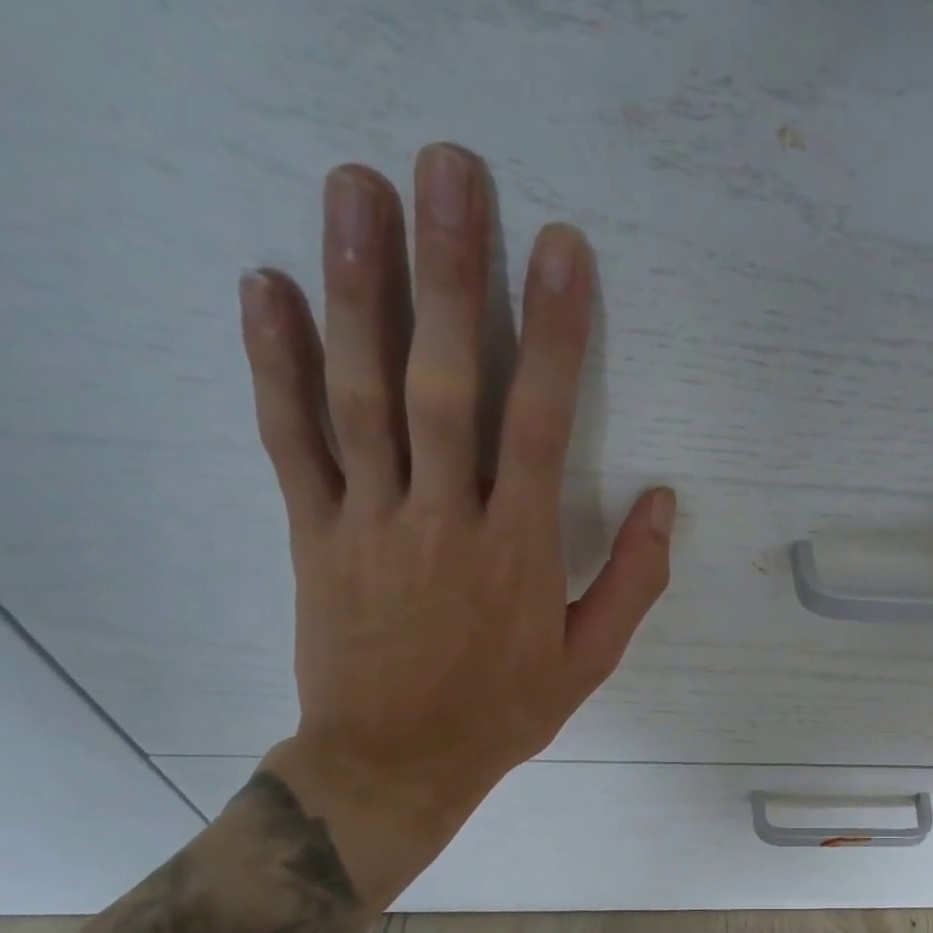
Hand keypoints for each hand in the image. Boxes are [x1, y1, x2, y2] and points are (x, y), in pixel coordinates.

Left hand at [235, 146, 673, 893]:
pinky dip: (275, 365)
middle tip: (448, 170)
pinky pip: (291, 441)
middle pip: (446, 383)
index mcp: (518, 551)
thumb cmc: (502, 712)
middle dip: (451, 274)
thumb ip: (632, 582)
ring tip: (355, 190)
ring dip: (358, 288)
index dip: (555, 335)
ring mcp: (370, 521)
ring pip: (362, 394)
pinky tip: (265, 288)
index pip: (541, 425)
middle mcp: (443, 520)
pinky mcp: (314, 533)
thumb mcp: (589, 661)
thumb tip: (666, 504)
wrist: (393, 762)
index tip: (560, 249)